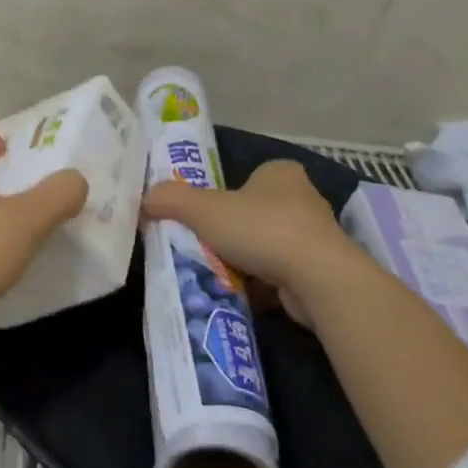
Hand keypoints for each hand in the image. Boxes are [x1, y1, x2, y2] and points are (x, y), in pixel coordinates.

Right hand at [142, 160, 368, 323]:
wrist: (318, 279)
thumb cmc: (261, 229)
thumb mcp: (202, 209)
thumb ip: (170, 199)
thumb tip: (144, 199)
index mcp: (280, 173)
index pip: (248, 177)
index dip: (224, 193)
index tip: (205, 214)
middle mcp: (304, 199)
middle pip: (257, 211)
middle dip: (234, 229)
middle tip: (205, 244)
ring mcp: (317, 237)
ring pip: (270, 244)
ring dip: (249, 258)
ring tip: (220, 271)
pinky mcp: (323, 271)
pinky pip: (283, 273)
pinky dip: (264, 283)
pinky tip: (244, 293)